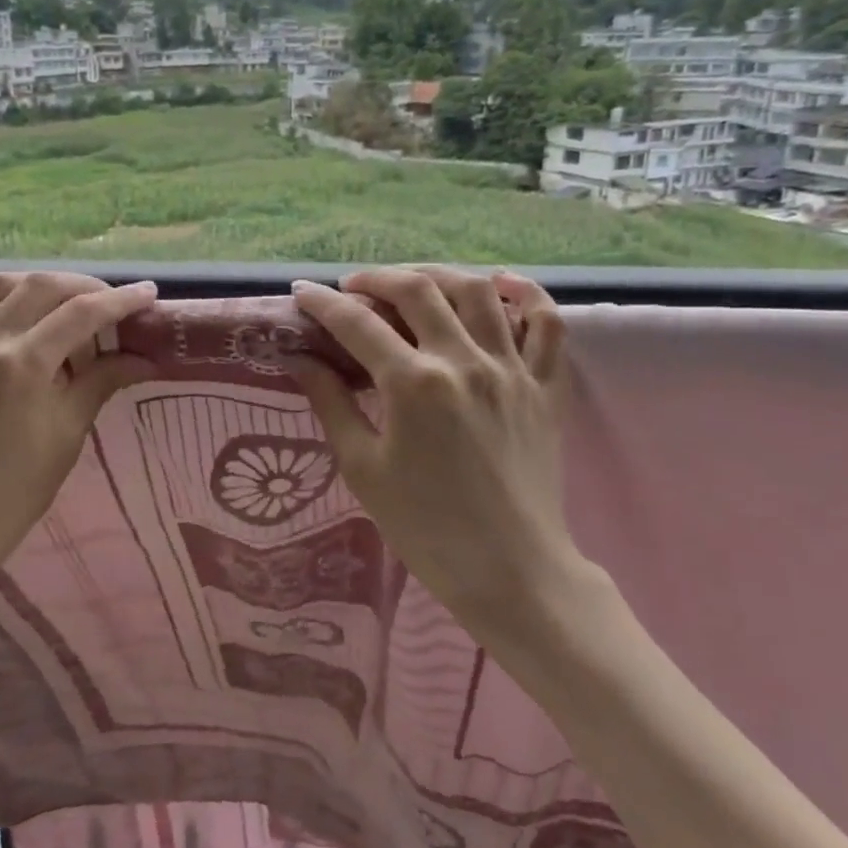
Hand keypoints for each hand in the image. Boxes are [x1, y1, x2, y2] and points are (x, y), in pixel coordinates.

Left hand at [0, 271, 156, 612]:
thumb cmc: (11, 495)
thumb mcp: (66, 437)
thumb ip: (101, 384)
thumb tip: (142, 358)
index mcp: (24, 364)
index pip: (82, 313)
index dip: (121, 300)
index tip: (147, 294)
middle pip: (41, 286)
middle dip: (83, 287)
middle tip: (109, 303)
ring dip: (35, 284)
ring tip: (59, 302)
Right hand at [291, 267, 595, 645]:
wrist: (512, 572)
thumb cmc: (426, 528)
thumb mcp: (363, 468)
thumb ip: (331, 403)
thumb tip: (300, 359)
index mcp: (414, 384)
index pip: (357, 323)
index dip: (323, 303)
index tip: (302, 292)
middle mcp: (464, 362)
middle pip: (417, 290)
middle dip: (376, 278)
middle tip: (352, 287)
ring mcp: (512, 370)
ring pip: (478, 291)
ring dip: (439, 274)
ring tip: (413, 282)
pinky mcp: (546, 387)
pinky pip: (548, 324)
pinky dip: (527, 295)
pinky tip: (501, 284)